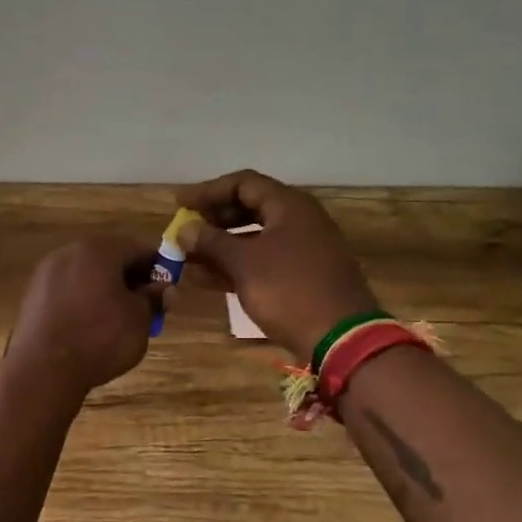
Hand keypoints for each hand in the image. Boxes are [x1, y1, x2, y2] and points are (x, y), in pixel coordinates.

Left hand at [7, 236, 159, 391]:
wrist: (43, 368)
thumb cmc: (99, 338)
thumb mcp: (140, 320)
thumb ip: (154, 299)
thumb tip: (163, 289)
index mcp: (99, 249)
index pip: (138, 248)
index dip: (157, 267)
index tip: (166, 289)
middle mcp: (69, 252)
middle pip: (109, 258)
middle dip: (129, 279)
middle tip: (144, 307)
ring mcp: (46, 272)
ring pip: (86, 274)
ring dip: (104, 290)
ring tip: (117, 320)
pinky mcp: (32, 294)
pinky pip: (66, 290)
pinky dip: (81, 301)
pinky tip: (88, 326)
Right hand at [174, 169, 378, 363]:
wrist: (341, 339)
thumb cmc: (290, 290)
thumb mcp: (244, 263)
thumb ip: (211, 242)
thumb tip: (184, 229)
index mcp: (289, 206)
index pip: (243, 183)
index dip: (208, 190)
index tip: (179, 203)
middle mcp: (298, 220)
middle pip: (249, 207)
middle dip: (213, 219)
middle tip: (185, 230)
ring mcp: (302, 249)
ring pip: (253, 238)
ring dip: (220, 246)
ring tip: (186, 258)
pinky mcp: (301, 276)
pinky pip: (262, 261)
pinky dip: (235, 265)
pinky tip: (205, 279)